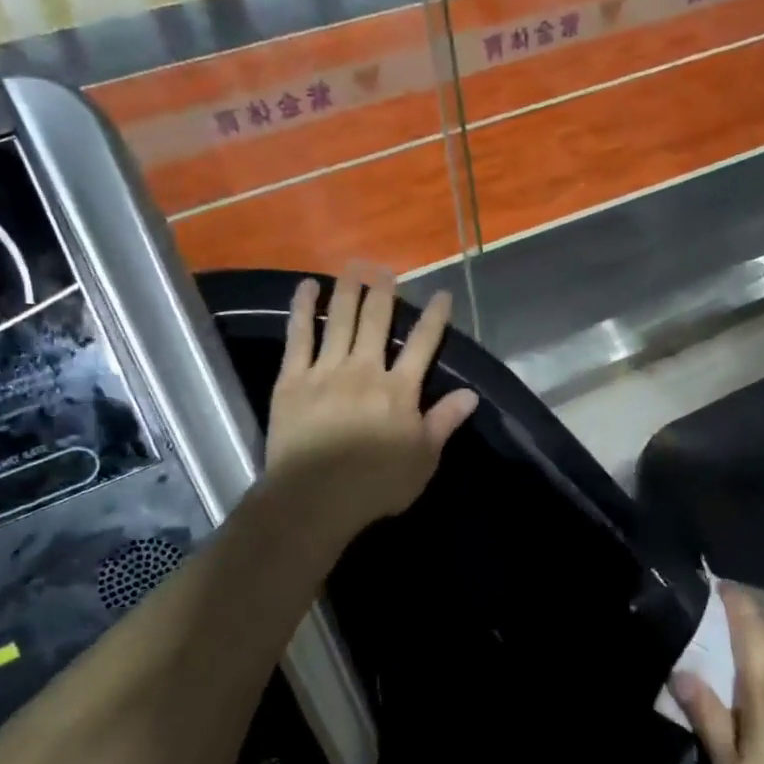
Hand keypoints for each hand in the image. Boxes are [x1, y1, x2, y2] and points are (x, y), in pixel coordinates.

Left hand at [266, 270, 478, 540]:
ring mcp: (326, 371)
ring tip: (354, 265)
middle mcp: (365, 370)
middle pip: (377, 321)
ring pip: (341, 320)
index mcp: (399, 390)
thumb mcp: (423, 460)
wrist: (314, 498)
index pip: (423, 344)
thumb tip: (470, 394)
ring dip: (348, 289)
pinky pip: (299, 336)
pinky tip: (307, 287)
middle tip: (386, 269)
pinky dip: (304, 309)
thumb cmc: (375, 485)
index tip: (442, 295)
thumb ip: (443, 422)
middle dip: (384, 292)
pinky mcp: (293, 379)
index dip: (435, 318)